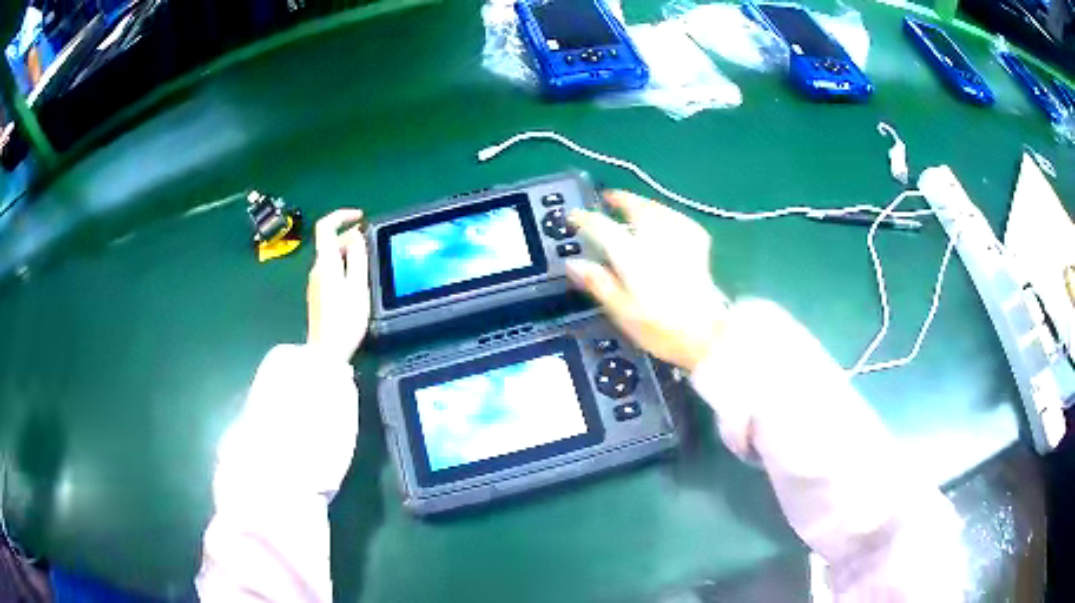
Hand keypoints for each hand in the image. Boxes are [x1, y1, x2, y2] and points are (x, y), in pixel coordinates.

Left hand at [307, 209, 369, 362]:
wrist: (326, 351)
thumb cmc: (345, 320)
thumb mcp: (358, 286)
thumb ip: (358, 257)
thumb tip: (355, 234)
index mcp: (326, 263)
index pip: (325, 226)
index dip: (341, 215)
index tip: (360, 217)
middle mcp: (316, 269)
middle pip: (329, 241)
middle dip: (349, 236)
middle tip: (370, 244)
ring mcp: (315, 282)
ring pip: (330, 256)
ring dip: (348, 252)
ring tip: (367, 264)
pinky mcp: (317, 294)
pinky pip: (330, 270)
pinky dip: (343, 266)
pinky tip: (356, 282)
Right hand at [568, 191, 729, 371]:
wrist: (706, 335)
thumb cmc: (660, 328)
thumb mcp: (621, 310)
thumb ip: (598, 282)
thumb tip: (574, 263)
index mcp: (632, 255)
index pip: (602, 227)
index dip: (585, 219)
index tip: (573, 216)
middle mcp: (655, 240)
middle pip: (636, 209)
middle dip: (621, 199)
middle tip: (609, 197)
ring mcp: (679, 241)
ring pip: (660, 210)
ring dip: (645, 203)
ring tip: (636, 204)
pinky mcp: (699, 248)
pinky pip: (682, 221)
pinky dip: (671, 215)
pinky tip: (669, 220)